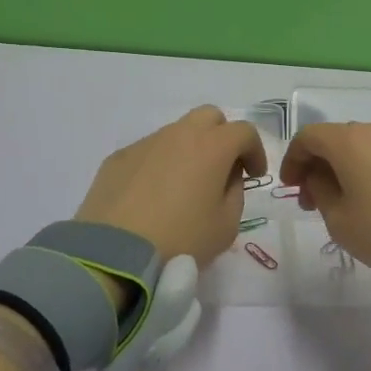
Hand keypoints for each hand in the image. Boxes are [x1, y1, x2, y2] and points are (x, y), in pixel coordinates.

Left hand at [76, 107, 264, 266]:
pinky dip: (159, 164)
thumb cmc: (181, 239)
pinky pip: (149, 151)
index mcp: (212, 147)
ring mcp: (146, 143)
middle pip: (209, 117)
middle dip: (222, 136)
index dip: (255, 151)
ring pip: (176, 132)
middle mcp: (179, 134)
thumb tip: (226, 177)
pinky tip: (152, 195)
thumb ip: (235, 193)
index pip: (244, 131)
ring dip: (189, 150)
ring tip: (184, 186)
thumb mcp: (226, 226)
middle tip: (221, 168)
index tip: (254, 175)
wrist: (115, 254)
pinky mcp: (119, 157)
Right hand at [279, 121, 370, 271]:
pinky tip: (369, 197)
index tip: (289, 186)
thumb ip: (320, 190)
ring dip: (344, 167)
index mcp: (348, 140)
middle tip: (311, 200)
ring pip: (361, 146)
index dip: (293, 159)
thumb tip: (321, 176)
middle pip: (335, 139)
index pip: (308, 137)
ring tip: (342, 202)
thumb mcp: (337, 218)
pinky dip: (367, 169)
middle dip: (318, 165)